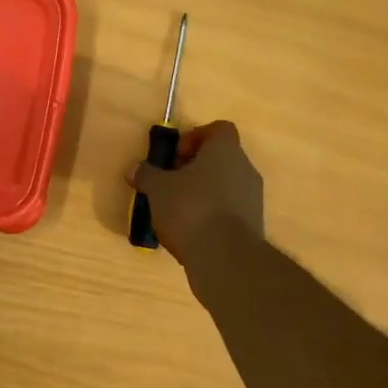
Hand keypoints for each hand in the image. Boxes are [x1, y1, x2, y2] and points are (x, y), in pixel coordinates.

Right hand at [132, 120, 264, 264]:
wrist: (226, 258)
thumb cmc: (191, 208)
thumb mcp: (158, 189)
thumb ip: (147, 175)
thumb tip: (135, 169)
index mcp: (225, 151)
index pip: (218, 129)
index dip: (195, 137)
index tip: (176, 156)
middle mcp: (245, 169)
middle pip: (221, 159)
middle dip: (195, 168)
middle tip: (171, 183)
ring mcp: (252, 199)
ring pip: (225, 185)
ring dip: (203, 193)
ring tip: (177, 210)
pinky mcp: (253, 225)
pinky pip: (229, 210)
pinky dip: (212, 214)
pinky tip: (191, 231)